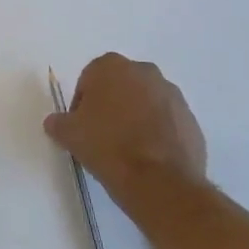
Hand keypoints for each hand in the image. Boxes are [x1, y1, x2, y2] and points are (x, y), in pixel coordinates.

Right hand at [45, 53, 207, 201]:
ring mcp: (173, 95)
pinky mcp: (191, 120)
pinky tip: (148, 157)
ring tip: (127, 148)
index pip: (88, 80)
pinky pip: (167, 121)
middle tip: (102, 134)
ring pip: (145, 102)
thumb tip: (56, 122)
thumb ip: (58, 122)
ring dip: (136, 117)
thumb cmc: (107, 146)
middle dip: (111, 105)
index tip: (82, 126)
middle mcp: (145, 72)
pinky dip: (157, 133)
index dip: (82, 104)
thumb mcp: (69, 134)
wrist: (159, 181)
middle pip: (120, 87)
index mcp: (111, 67)